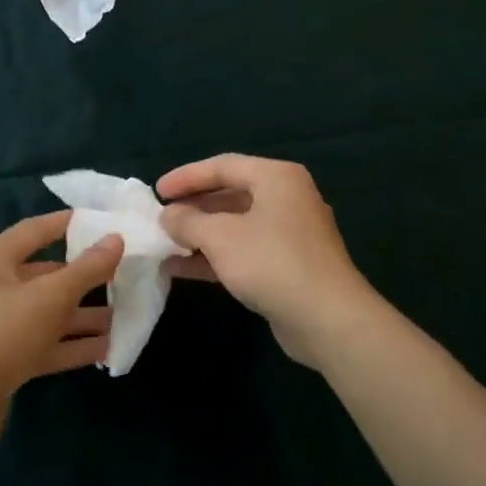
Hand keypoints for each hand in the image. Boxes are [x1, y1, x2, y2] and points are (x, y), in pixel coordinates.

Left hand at [0, 211, 121, 456]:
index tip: (105, 221)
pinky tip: (107, 348)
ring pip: (48, 312)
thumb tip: (116, 238)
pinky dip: (72, 345)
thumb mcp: (49, 298)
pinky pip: (44, 344)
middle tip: (125, 274)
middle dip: (85, 277)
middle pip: (46, 273)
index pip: (36, 230)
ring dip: (83, 315)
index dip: (69, 223)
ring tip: (125, 315)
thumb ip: (86, 269)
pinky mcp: (3, 361)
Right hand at [157, 155, 375, 369]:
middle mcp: (287, 198)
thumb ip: (188, 221)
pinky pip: (245, 250)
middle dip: (194, 207)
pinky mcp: (289, 265)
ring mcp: (290, 233)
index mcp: (276, 178)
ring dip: (201, 234)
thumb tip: (167, 215)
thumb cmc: (272, 263)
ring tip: (165, 243)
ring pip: (236, 225)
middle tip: (162, 217)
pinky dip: (216, 256)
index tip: (157, 191)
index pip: (223, 166)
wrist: (328, 319)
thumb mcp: (220, 237)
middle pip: (231, 193)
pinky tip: (182, 268)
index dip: (186, 176)